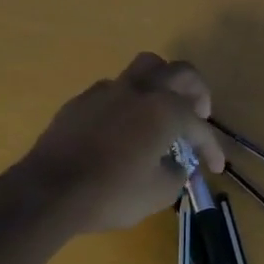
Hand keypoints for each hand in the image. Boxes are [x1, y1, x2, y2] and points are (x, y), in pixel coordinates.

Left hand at [14, 54, 224, 234]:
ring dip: (161, 84)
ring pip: (144, 69)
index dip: (212, 149)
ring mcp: (107, 91)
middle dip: (196, 91)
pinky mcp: (81, 101)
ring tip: (161, 109)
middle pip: (179, 71)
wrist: (47, 192)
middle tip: (198, 113)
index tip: (215, 168)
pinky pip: (114, 90)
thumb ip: (177, 172)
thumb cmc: (111, 194)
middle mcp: (140, 91)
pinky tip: (123, 128)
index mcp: (165, 110)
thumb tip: (176, 163)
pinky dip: (128, 103)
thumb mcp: (159, 193)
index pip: (199, 127)